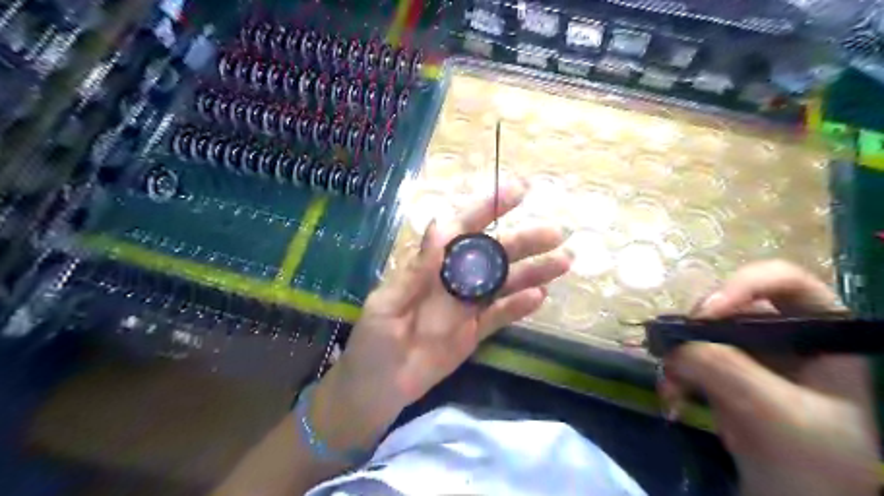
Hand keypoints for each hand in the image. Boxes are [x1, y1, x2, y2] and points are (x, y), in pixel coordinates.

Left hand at [310, 181, 573, 446]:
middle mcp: (454, 281)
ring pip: (504, 284)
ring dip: (532, 271)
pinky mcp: (475, 333)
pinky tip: (540, 295)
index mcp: (430, 267)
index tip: (517, 191)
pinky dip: (520, 307)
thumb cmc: (373, 343)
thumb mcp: (387, 304)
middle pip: (492, 255)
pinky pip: (501, 316)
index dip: (488, 209)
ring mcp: (467, 307)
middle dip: (523, 241)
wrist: (377, 389)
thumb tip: (441, 225)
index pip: (462, 230)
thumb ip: (416, 270)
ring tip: (563, 261)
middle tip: (555, 232)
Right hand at [664, 262, 875, 493]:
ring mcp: (749, 353)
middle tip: (674, 348)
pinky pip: (687, 357)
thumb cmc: (811, 462)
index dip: (744, 285)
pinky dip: (674, 374)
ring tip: (670, 386)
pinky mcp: (722, 372)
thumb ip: (727, 369)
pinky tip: (671, 397)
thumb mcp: (777, 413)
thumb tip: (676, 346)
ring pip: (700, 332)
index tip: (706, 313)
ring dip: (678, 356)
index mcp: (822, 333)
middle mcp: (782, 334)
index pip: (785, 281)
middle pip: (730, 304)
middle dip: (697, 327)